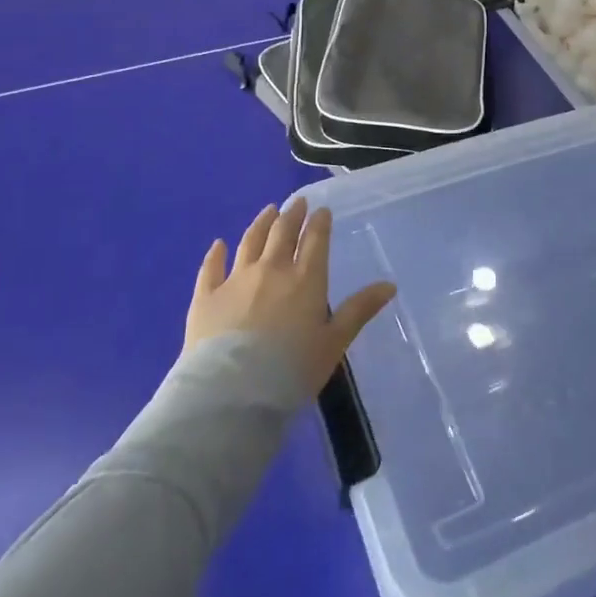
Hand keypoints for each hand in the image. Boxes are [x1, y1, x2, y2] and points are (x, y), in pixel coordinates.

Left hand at [184, 197, 396, 395]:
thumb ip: (359, 310)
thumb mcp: (334, 342)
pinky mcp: (206, 296)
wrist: (232, 394)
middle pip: (282, 232)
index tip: (322, 210)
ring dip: (261, 223)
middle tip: (297, 202)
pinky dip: (216, 254)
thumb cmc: (291, 370)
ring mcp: (236, 280)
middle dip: (292, 214)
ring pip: (250, 241)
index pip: (315, 240)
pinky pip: (211, 267)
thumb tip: (390, 284)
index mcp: (305, 278)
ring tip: (268, 211)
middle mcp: (271, 269)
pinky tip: (218, 244)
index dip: (319, 222)